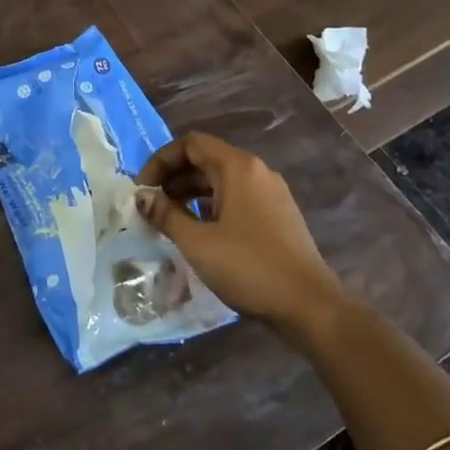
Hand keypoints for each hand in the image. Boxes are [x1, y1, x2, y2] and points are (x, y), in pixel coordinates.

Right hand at [135, 132, 348, 346]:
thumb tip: (141, 196)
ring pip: (221, 181)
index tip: (142, 190)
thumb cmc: (249, 267)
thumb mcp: (198, 242)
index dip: (161, 161)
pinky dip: (210, 206)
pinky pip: (236, 198)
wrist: (309, 305)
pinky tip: (198, 231)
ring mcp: (270, 193)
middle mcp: (256, 172)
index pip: (191, 144)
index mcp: (238, 168)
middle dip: (173, 178)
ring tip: (168, 220)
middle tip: (150, 207)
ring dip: (190, 193)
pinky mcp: (276, 215)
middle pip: (205, 160)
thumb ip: (165, 215)